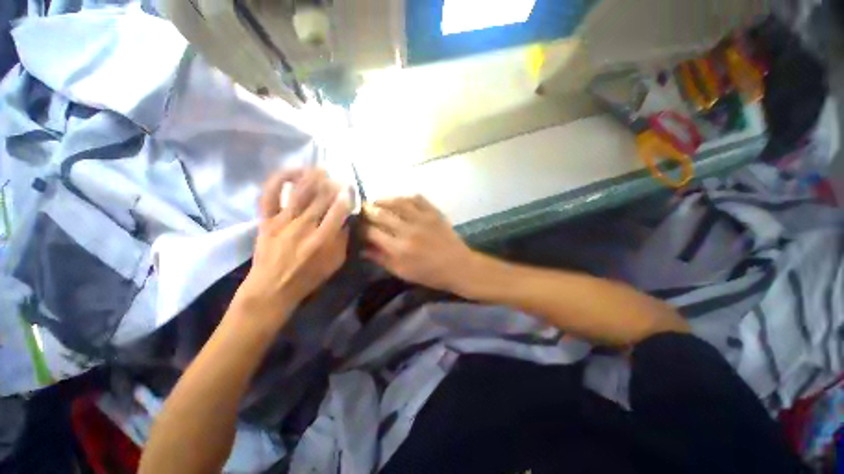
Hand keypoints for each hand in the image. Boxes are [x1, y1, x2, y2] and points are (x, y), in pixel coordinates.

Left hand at [235, 169, 349, 321]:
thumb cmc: (307, 278)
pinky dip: (279, 180)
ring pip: (299, 193)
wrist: (271, 289)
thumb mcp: (335, 264)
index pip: (337, 211)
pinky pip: (270, 195)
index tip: (350, 189)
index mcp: (322, 240)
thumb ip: (342, 241)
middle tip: (340, 178)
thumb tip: (345, 221)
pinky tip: (291, 172)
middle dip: (332, 185)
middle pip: (320, 199)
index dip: (345, 197)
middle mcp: (303, 227)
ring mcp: (282, 222)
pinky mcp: (266, 220)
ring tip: (321, 170)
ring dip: (312, 178)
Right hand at [363, 195, 475, 293]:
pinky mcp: (434, 212)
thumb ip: (381, 259)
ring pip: (397, 202)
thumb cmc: (429, 274)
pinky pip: (416, 198)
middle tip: (363, 210)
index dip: (362, 228)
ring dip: (383, 200)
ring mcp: (422, 218)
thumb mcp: (402, 272)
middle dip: (368, 211)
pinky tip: (399, 199)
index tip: (359, 226)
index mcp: (399, 249)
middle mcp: (408, 230)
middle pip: (381, 214)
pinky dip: (404, 197)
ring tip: (377, 201)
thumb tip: (362, 249)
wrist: (458, 266)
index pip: (372, 232)